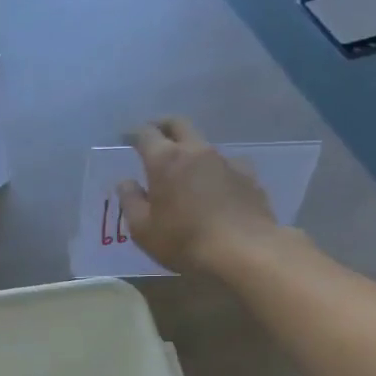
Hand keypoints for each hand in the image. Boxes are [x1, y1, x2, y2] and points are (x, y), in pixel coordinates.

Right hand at [119, 117, 279, 272]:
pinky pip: (228, 165)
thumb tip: (126, 183)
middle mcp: (196, 152)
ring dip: (190, 151)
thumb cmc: (184, 241)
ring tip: (185, 170)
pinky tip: (217, 187)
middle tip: (154, 135)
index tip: (126, 138)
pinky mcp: (249, 176)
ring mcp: (226, 161)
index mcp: (165, 160)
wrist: (245, 251)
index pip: (146, 134)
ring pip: (203, 145)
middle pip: (179, 124)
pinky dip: (216, 171)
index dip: (133, 133)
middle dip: (163, 125)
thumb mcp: (143, 229)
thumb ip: (131, 201)